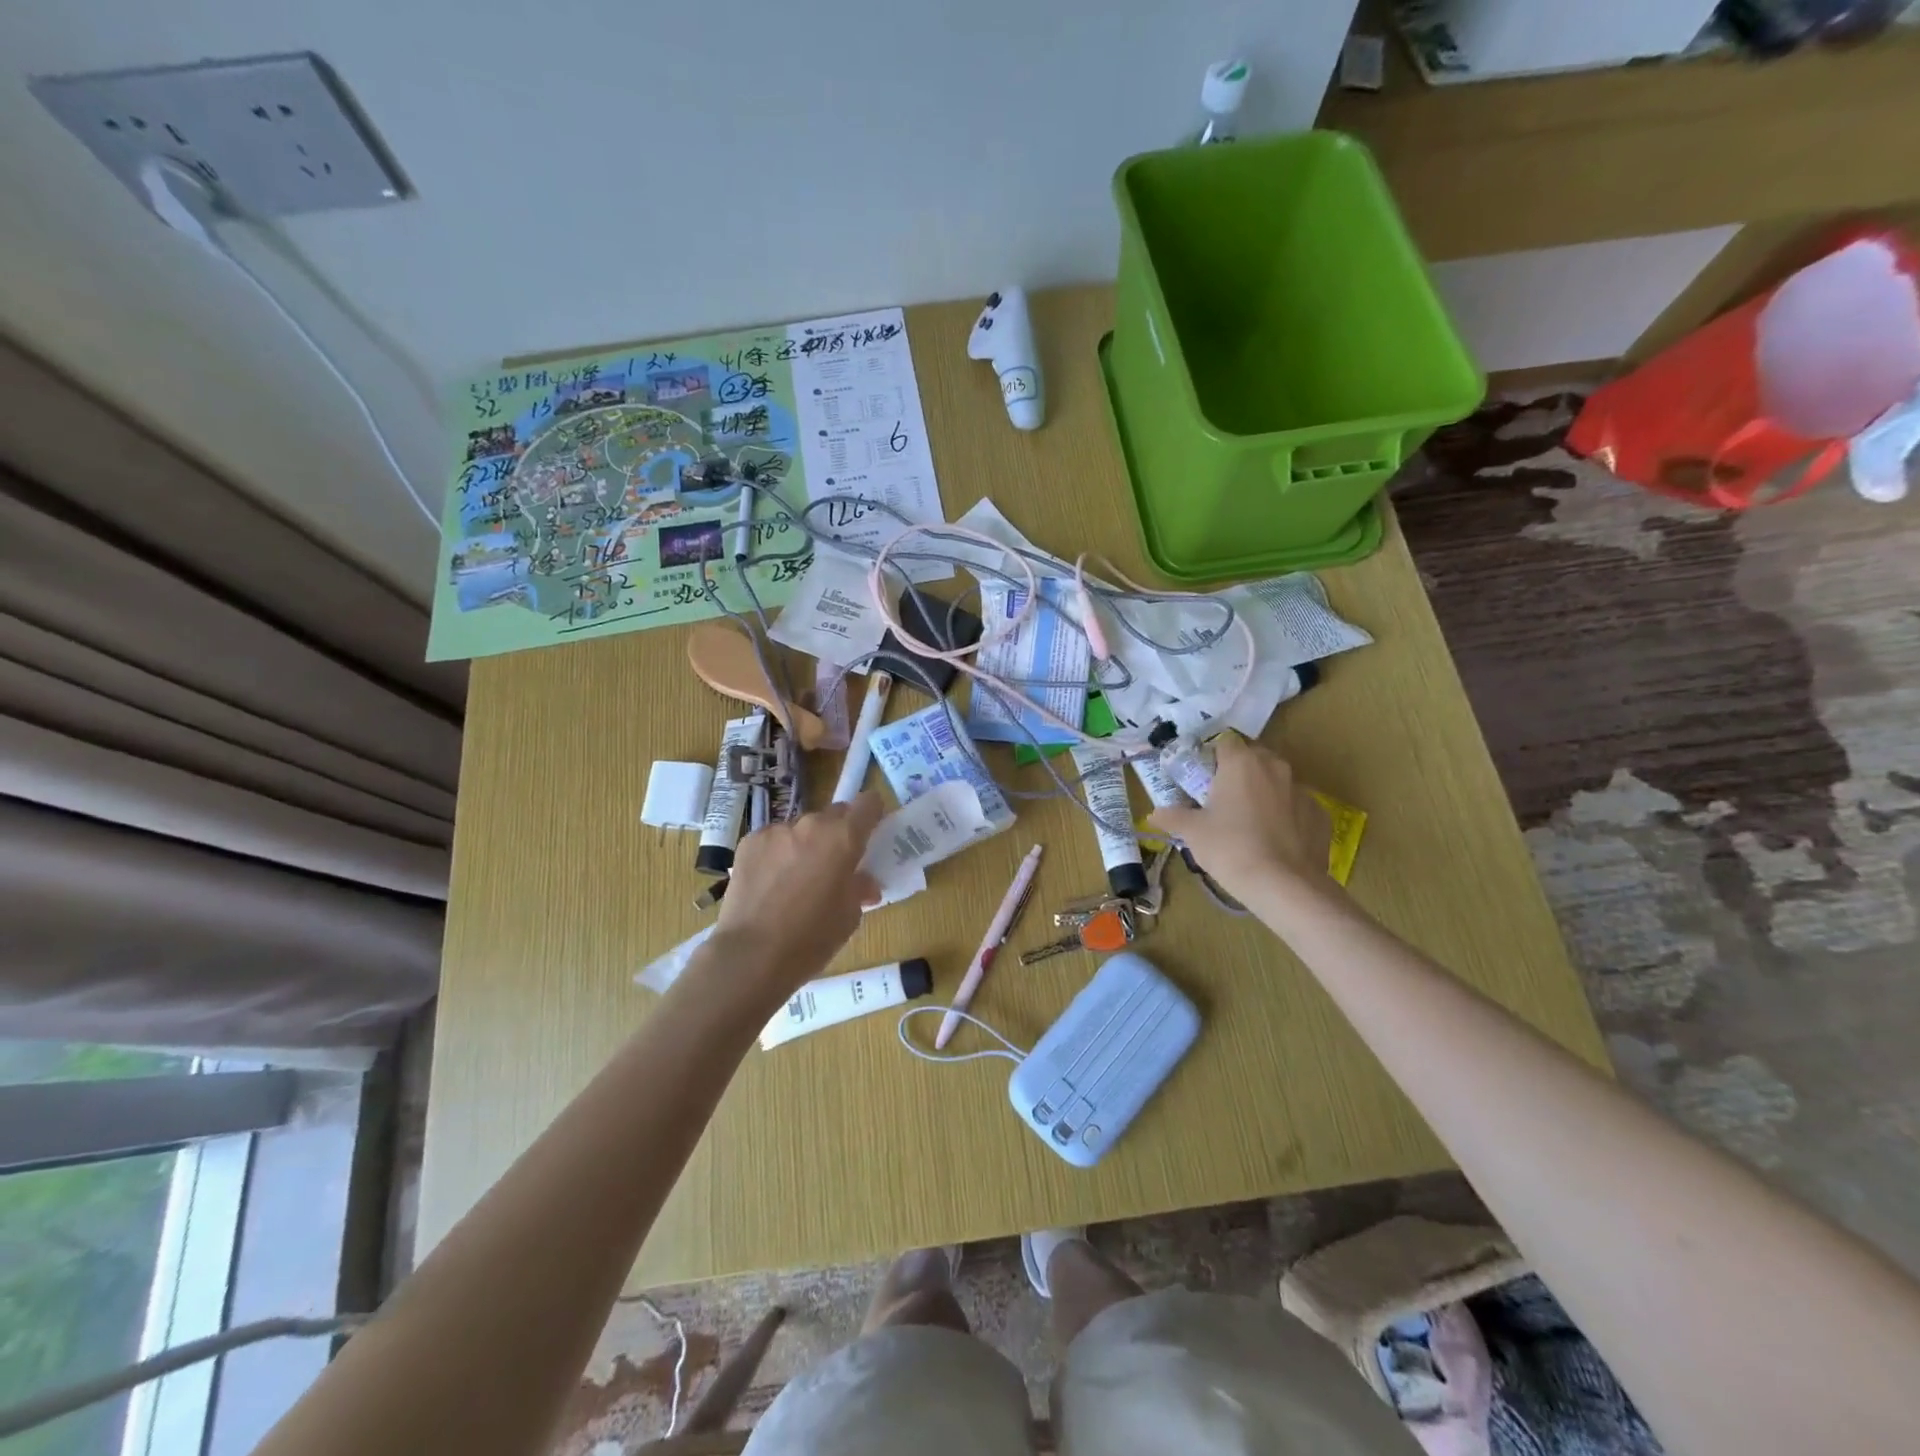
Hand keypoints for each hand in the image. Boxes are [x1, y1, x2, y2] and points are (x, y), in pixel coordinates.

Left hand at [712, 792, 884, 992]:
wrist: (751, 955)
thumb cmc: (811, 938)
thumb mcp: (849, 917)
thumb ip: (859, 888)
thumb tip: (863, 881)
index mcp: (843, 838)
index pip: (868, 803)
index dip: (872, 814)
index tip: (870, 832)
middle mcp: (811, 824)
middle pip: (833, 814)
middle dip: (838, 834)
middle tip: (833, 864)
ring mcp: (777, 830)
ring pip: (801, 829)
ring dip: (805, 845)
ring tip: (795, 879)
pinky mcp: (749, 842)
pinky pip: (773, 840)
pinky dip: (777, 854)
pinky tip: (770, 883)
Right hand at [1147, 736, 1331, 902]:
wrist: (1284, 886)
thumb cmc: (1230, 848)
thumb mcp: (1193, 833)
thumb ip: (1173, 817)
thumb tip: (1154, 814)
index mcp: (1241, 763)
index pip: (1225, 742)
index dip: (1212, 757)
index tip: (1203, 778)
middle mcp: (1274, 767)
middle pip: (1254, 758)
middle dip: (1239, 773)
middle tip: (1223, 800)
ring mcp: (1302, 790)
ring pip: (1277, 782)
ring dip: (1264, 793)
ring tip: (1250, 823)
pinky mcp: (1320, 815)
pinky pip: (1297, 807)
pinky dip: (1286, 817)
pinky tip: (1275, 841)